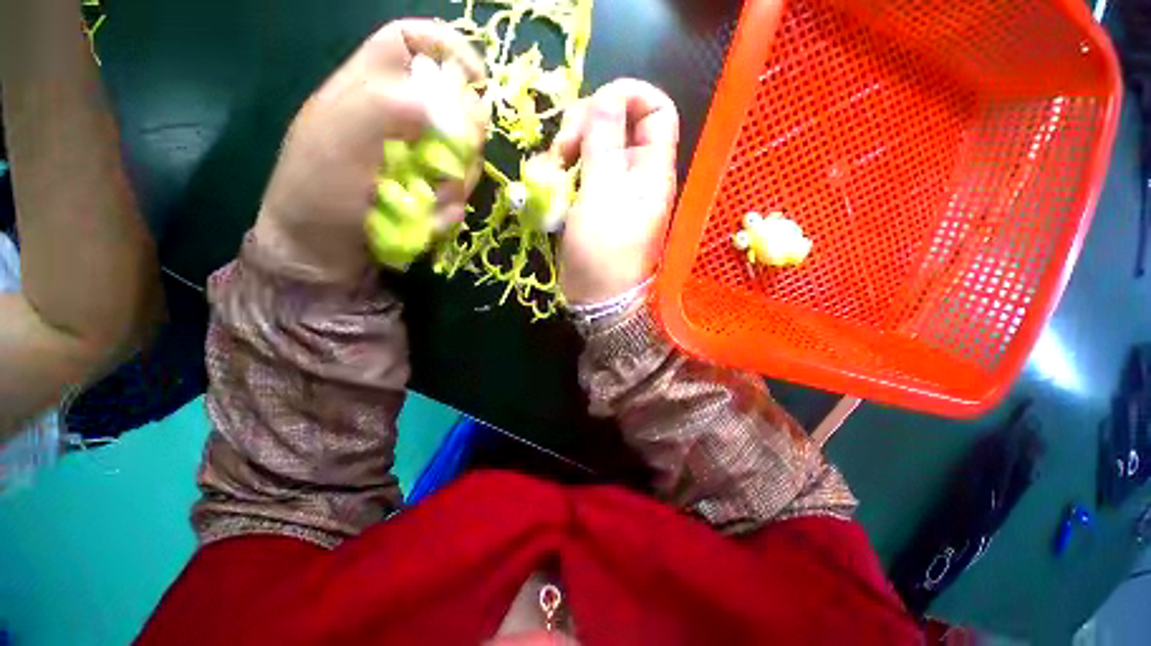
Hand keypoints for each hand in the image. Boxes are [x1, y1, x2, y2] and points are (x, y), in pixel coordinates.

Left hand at [254, 19, 485, 283]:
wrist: (321, 255)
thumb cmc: (318, 194)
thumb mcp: (336, 143)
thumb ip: (381, 108)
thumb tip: (438, 103)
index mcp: (369, 90)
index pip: (410, 42)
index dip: (447, 48)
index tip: (479, 81)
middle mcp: (397, 121)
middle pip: (454, 107)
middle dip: (464, 137)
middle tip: (451, 165)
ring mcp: (416, 160)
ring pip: (462, 156)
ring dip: (456, 183)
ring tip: (432, 204)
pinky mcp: (426, 192)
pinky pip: (457, 194)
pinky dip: (450, 210)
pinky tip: (431, 223)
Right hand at [553, 79, 679, 304]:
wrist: (596, 298)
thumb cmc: (603, 252)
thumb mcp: (602, 195)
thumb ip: (604, 143)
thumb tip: (608, 96)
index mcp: (652, 169)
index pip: (656, 110)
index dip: (629, 95)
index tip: (593, 108)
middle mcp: (637, 174)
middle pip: (618, 122)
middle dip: (587, 124)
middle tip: (564, 149)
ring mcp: (614, 188)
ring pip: (595, 145)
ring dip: (570, 147)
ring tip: (553, 169)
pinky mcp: (595, 201)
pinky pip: (582, 170)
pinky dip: (565, 169)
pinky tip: (551, 181)